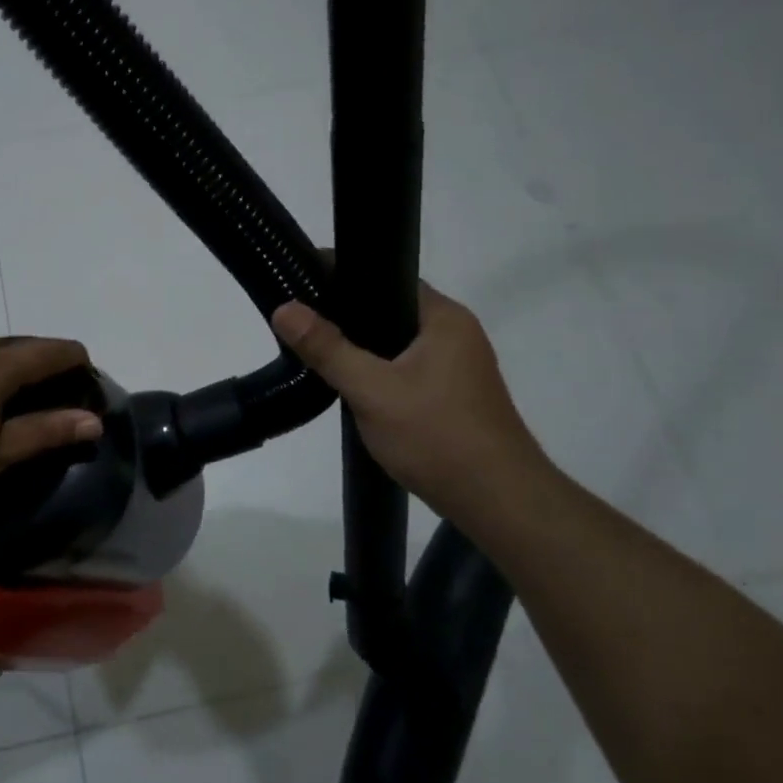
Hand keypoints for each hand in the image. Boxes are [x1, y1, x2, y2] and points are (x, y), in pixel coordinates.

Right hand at [272, 285, 548, 519]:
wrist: (499, 504)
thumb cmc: (438, 437)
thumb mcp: (372, 390)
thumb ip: (327, 348)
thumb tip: (283, 308)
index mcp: (444, 318)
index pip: (387, 278)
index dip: (344, 278)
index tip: (301, 283)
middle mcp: (456, 333)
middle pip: (390, 311)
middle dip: (347, 317)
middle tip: (301, 322)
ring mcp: (458, 367)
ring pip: (396, 344)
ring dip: (362, 349)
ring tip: (317, 352)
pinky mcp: (454, 396)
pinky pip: (406, 368)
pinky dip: (378, 372)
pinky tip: (352, 386)